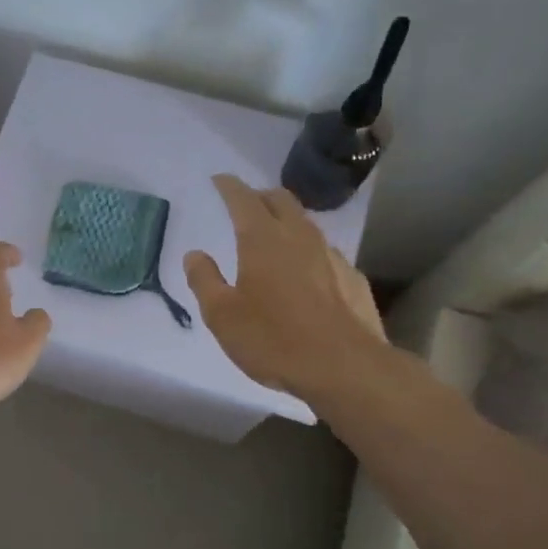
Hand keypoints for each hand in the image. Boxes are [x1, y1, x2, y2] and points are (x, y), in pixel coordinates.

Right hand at [184, 175, 387, 402]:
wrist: (345, 368)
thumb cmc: (274, 340)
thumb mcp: (222, 316)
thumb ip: (205, 281)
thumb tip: (194, 254)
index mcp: (263, 240)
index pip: (243, 199)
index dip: (229, 186)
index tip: (219, 180)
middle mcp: (300, 237)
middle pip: (281, 200)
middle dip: (261, 196)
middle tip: (247, 203)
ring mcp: (332, 256)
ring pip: (307, 225)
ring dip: (288, 222)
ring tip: (275, 237)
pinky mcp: (353, 279)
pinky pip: (326, 254)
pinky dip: (310, 253)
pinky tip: (307, 274)